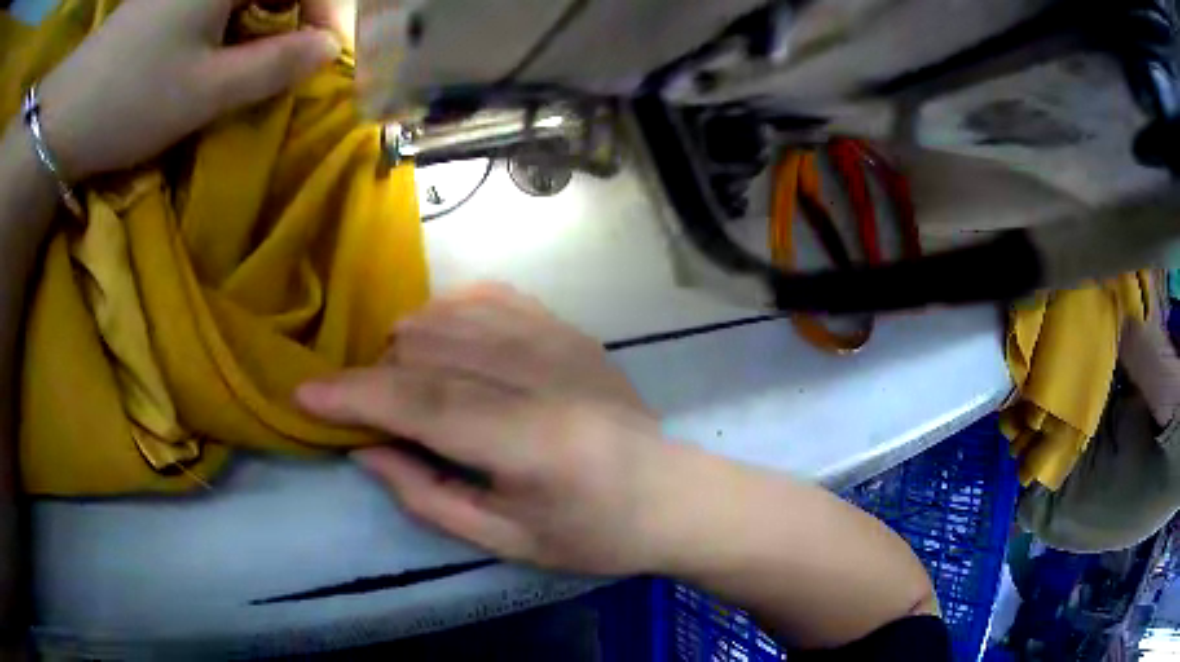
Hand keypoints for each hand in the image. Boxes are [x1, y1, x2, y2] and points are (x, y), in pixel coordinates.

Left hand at [35, 0, 343, 180]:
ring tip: (262, 48)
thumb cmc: (129, 101)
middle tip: (299, 50)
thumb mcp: (205, 91)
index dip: (329, 10)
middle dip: (300, 9)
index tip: (325, 52)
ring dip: (269, 9)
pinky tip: (225, 37)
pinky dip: (236, 10)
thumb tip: (326, 49)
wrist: (62, 114)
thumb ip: (275, 65)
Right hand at [296, 283, 673, 574]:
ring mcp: (563, 342)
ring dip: (408, 344)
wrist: (673, 495)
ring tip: (406, 384)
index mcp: (535, 442)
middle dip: (378, 375)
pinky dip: (448, 313)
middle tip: (370, 412)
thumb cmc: (594, 535)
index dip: (356, 395)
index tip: (306, 393)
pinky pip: (490, 298)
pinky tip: (441, 340)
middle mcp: (547, 376)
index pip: (424, 402)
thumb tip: (364, 449)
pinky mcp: (570, 329)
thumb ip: (428, 496)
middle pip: (430, 349)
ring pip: (452, 315)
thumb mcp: (508, 541)